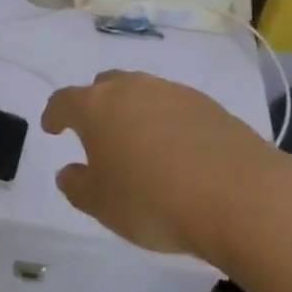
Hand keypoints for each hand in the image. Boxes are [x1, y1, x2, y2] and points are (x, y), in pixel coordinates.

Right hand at [42, 70, 281, 261]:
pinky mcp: (207, 104)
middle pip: (105, 86)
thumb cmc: (154, 201)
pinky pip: (174, 105)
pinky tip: (177, 148)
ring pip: (142, 91)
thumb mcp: (103, 206)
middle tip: (97, 131)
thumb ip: (78, 187)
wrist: (239, 195)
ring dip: (133, 110)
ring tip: (139, 140)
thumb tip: (68, 172)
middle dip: (96, 104)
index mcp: (96, 107)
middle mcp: (131, 88)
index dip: (54, 113)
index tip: (52, 127)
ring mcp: (172, 92)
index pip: (64, 101)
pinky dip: (167, 120)